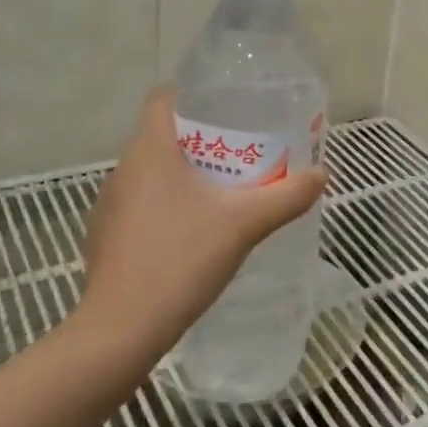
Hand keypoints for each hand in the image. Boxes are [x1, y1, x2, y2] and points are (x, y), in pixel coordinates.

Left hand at [74, 86, 327, 357]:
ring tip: (224, 192)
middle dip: (203, 140)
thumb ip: (286, 196)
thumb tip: (321, 175)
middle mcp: (123, 170)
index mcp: (150, 151)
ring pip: (152, 173)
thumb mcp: (245, 224)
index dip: (194, 95)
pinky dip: (167, 206)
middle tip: (243, 153)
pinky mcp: (106, 238)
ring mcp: (109, 206)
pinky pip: (141, 205)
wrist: (121, 331)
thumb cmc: (181, 259)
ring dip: (185, 175)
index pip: (163, 98)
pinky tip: (194, 233)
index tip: (228, 107)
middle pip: (163, 136)